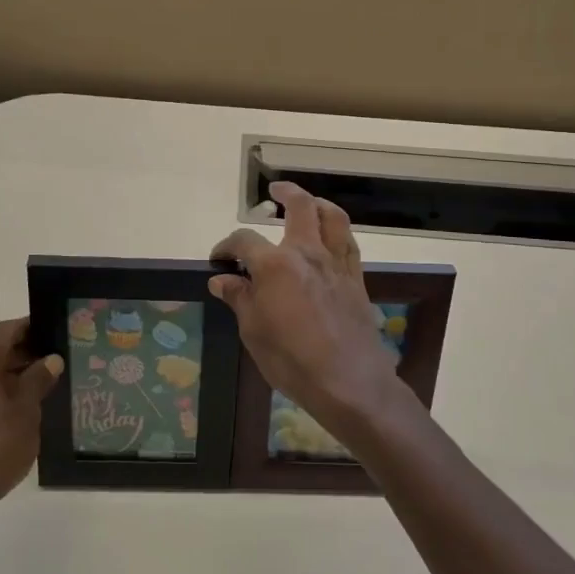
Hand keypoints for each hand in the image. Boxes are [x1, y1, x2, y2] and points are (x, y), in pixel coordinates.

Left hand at [0, 318, 61, 525]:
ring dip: (13, 372)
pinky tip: (22, 406)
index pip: (4, 331)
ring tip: (45, 382)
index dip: (29, 326)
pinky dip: (0, 389)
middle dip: (24, 351)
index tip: (54, 329)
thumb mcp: (26, 412)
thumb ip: (38, 380)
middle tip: (56, 357)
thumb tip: (51, 359)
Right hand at [210, 182, 410, 448]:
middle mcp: (308, 253)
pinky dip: (337, 231)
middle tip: (275, 192)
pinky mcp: (356, 278)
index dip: (226, 247)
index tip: (218, 261)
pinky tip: (329, 239)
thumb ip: (239, 299)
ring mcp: (336, 263)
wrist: (349, 382)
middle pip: (301, 206)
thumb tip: (222, 280)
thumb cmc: (292, 360)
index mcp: (275, 265)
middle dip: (286, 193)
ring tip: (308, 205)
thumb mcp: (253, 331)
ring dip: (318, 204)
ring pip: (333, 217)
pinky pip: (348, 242)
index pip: (244, 241)